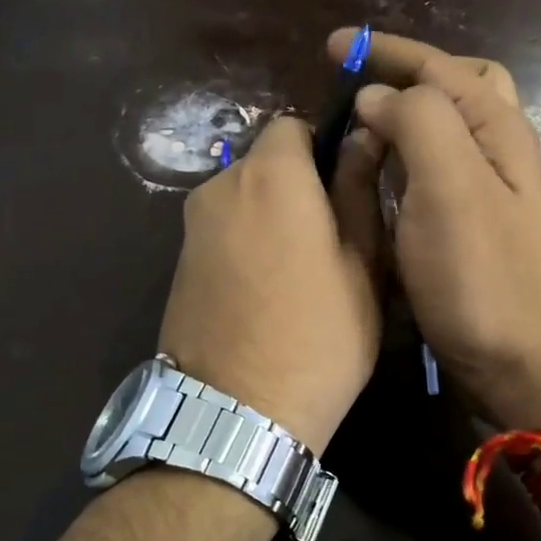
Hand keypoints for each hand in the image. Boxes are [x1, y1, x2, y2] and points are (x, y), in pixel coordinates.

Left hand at [158, 116, 384, 454]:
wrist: (237, 415)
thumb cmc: (319, 337)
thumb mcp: (361, 265)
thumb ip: (359, 193)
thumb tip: (363, 138)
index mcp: (271, 176)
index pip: (294, 125)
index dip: (325, 148)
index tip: (348, 188)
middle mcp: (219, 187)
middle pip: (265, 163)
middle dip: (298, 184)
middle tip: (332, 237)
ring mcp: (191, 228)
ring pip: (243, 199)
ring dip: (271, 216)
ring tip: (300, 272)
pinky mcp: (177, 264)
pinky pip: (222, 232)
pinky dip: (245, 243)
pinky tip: (265, 292)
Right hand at [330, 29, 540, 428]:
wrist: (521, 361)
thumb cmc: (483, 275)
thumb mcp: (451, 187)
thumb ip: (418, 123)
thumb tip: (377, 97)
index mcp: (497, 127)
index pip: (438, 66)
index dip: (386, 50)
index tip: (332, 47)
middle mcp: (496, 149)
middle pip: (453, 87)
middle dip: (404, 75)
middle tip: (354, 85)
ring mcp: (484, 190)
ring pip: (441, 129)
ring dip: (399, 116)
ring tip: (353, 127)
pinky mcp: (466, 225)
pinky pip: (429, 170)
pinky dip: (399, 159)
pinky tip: (373, 176)